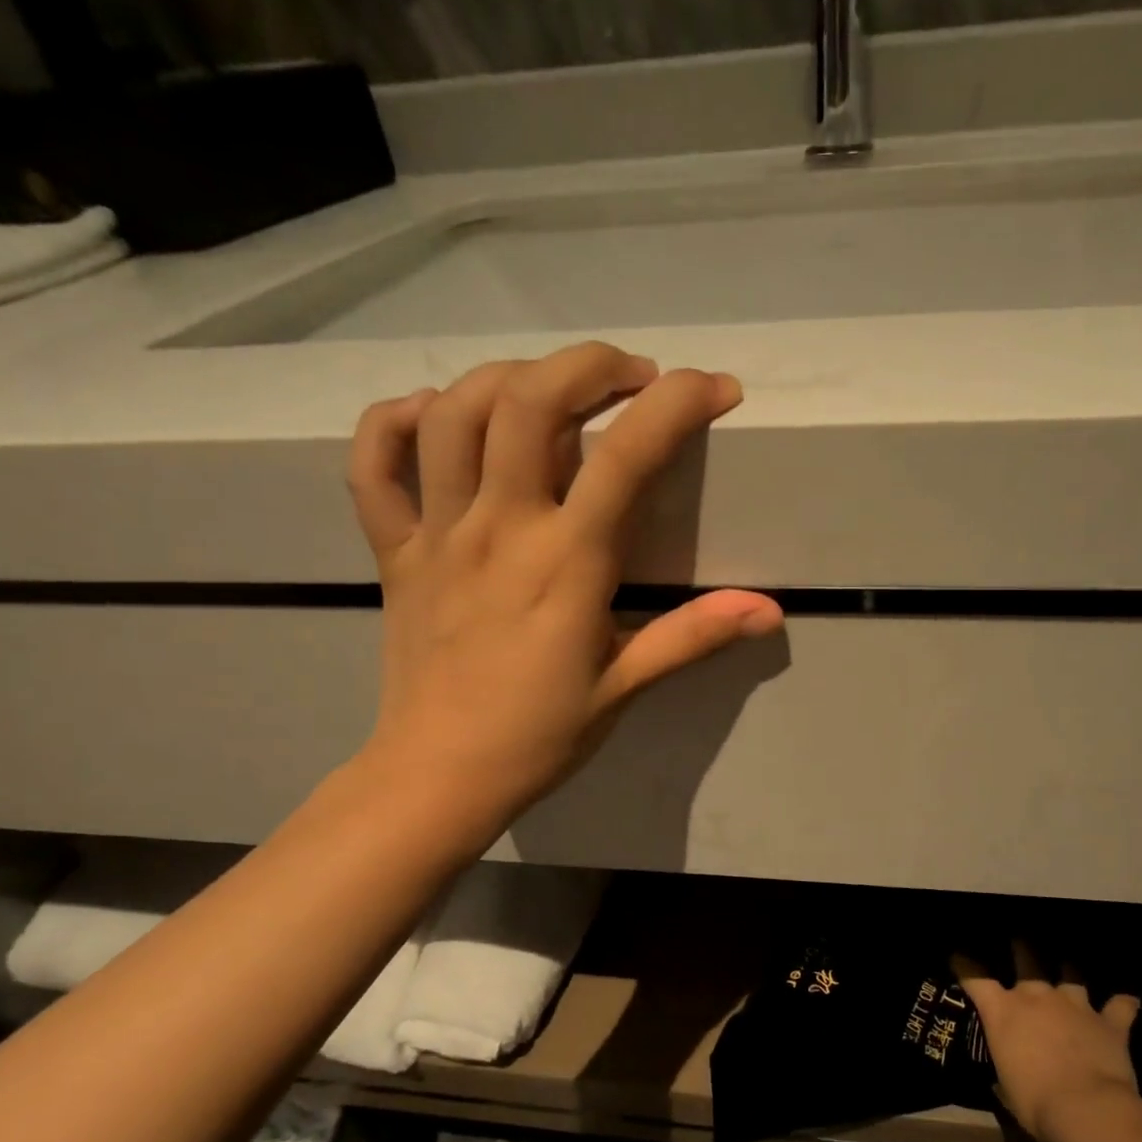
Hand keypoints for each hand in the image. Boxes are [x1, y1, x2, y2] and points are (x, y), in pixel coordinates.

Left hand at [345, 342, 783, 833]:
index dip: (678, 404)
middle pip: (528, 401)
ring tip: (549, 390)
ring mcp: (437, 534)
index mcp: (566, 564)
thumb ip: (694, 636)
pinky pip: (373, 465)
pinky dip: (395, 421)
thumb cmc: (539, 736)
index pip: (627, 455)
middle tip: (630, 378)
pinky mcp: (394, 551)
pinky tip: (435, 415)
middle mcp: (498, 529)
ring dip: (506, 377)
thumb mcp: (625, 686)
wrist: (438, 776)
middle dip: (588, 365)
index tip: (715, 390)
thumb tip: (769, 610)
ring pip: (452, 414)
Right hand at [956, 943, 1141, 1141]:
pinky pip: (1121, 1005)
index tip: (957, 956)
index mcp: (1003, 1011)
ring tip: (1070, 968)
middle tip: (1021, 944)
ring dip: (1070, 972)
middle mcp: (1036, 996)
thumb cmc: (1035, 1102)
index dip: (964, 965)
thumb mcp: (1006, 1088)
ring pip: (1072, 975)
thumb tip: (1003, 1074)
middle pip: (1026, 959)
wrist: (1088, 1110)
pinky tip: (1129, 999)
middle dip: (1022, 949)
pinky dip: (1124, 1002)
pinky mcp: (1109, 1022)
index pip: (975, 978)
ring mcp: (1075, 1004)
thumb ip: (1004, 1070)